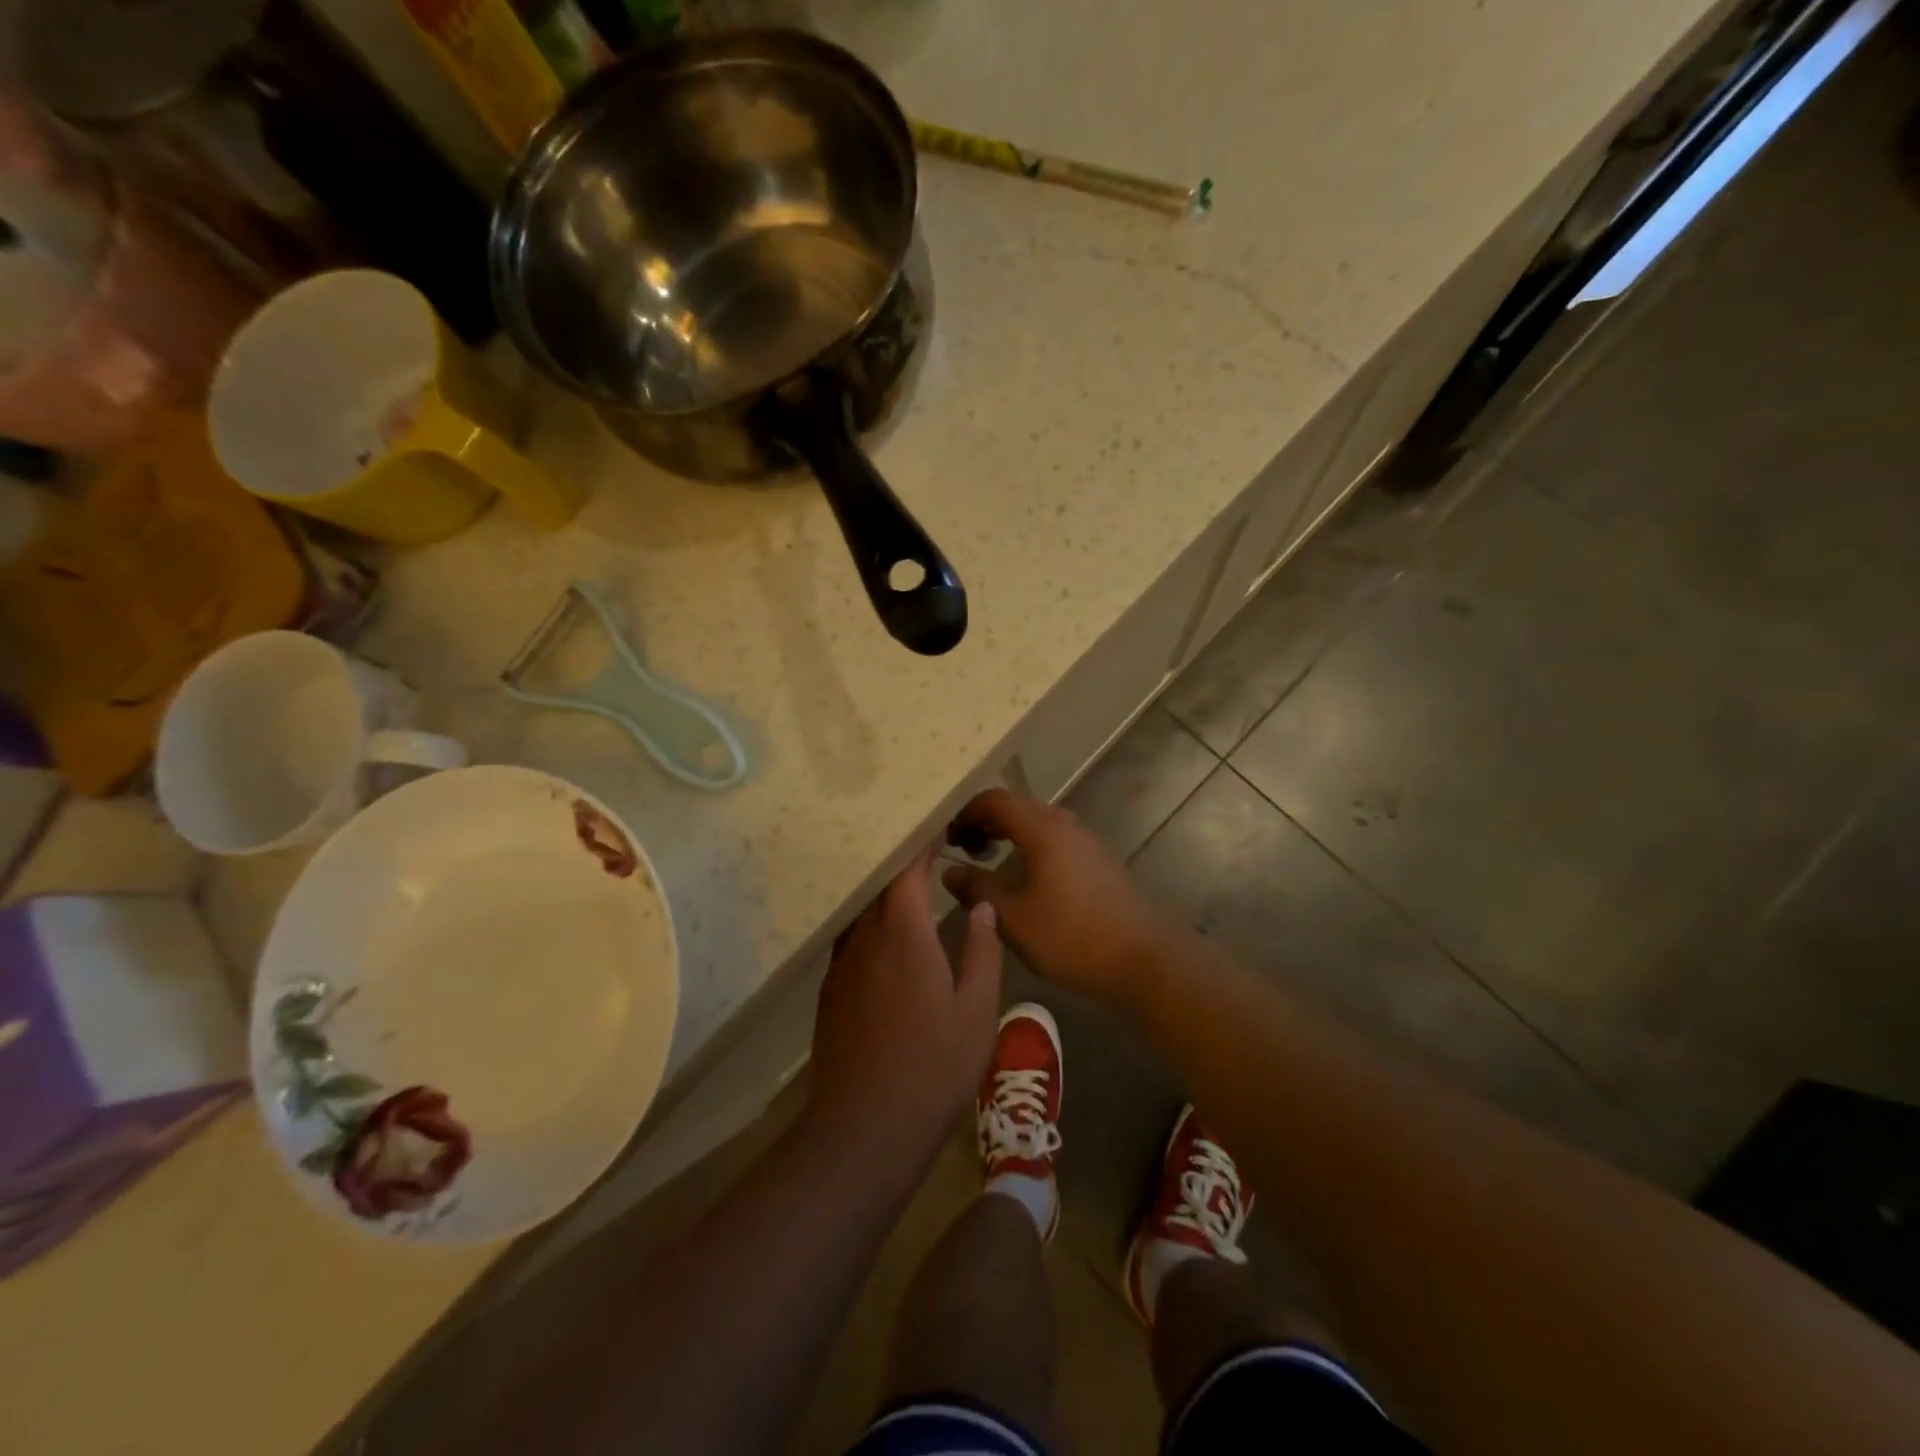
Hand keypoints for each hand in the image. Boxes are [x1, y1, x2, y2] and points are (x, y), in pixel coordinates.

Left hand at [806, 844, 1002, 1167]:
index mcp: (903, 934)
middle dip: (901, 864)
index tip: (938, 829)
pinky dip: (869, 924)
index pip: (906, 870)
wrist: (864, 1130)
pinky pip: (850, 938)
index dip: (920, 845)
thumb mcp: (976, 1012)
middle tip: (929, 852)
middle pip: (878, 885)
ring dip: (882, 894)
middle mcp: (865, 939)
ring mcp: (841, 965)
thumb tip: (982, 906)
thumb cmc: (933, 1069)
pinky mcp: (830, 991)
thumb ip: (982, 951)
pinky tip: (886, 937)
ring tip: (909, 888)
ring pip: (861, 912)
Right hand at [942, 788, 1182, 1003]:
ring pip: (1037, 822)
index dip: (965, 813)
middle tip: (963, 850)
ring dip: (1008, 833)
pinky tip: (1024, 878)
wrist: (1144, 958)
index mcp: (1043, 829)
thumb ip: (977, 889)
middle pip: (1017, 806)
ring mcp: (1086, 840)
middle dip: (985, 821)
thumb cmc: (1072, 937)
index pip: (995, 799)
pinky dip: (1030, 846)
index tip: (948, 840)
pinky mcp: (1098, 859)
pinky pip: (1054, 838)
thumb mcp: (1013, 918)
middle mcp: (1066, 824)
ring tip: (988, 861)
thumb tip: (950, 872)